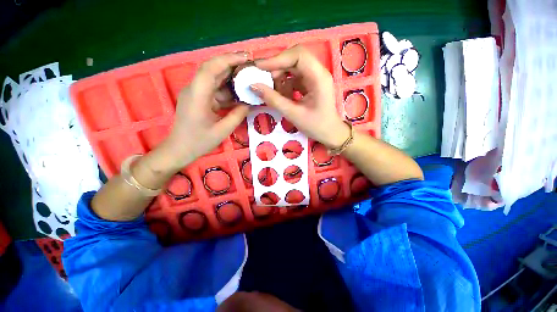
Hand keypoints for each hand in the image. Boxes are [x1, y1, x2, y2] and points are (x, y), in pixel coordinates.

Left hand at [162, 52, 250, 168]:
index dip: (229, 59)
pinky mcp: (199, 99)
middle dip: (232, 65)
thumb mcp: (222, 131)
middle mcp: (195, 89)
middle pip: (213, 69)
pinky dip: (227, 90)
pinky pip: (215, 90)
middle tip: (251, 68)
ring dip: (231, 79)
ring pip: (215, 79)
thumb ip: (237, 115)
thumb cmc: (199, 142)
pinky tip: (239, 95)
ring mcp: (196, 93)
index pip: (211, 68)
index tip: (247, 59)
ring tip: (249, 80)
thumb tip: (249, 103)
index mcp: (198, 95)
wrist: (180, 149)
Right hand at [251, 45, 349, 147]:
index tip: (260, 68)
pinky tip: (282, 96)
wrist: (330, 134)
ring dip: (281, 77)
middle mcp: (318, 73)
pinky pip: (295, 78)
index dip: (277, 59)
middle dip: (277, 68)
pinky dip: (285, 85)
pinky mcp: (311, 84)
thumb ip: (274, 100)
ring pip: (293, 68)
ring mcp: (315, 78)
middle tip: (264, 80)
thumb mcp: (294, 114)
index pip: (298, 56)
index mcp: (319, 77)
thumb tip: (254, 86)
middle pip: (295, 59)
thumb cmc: (316, 126)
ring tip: (273, 92)